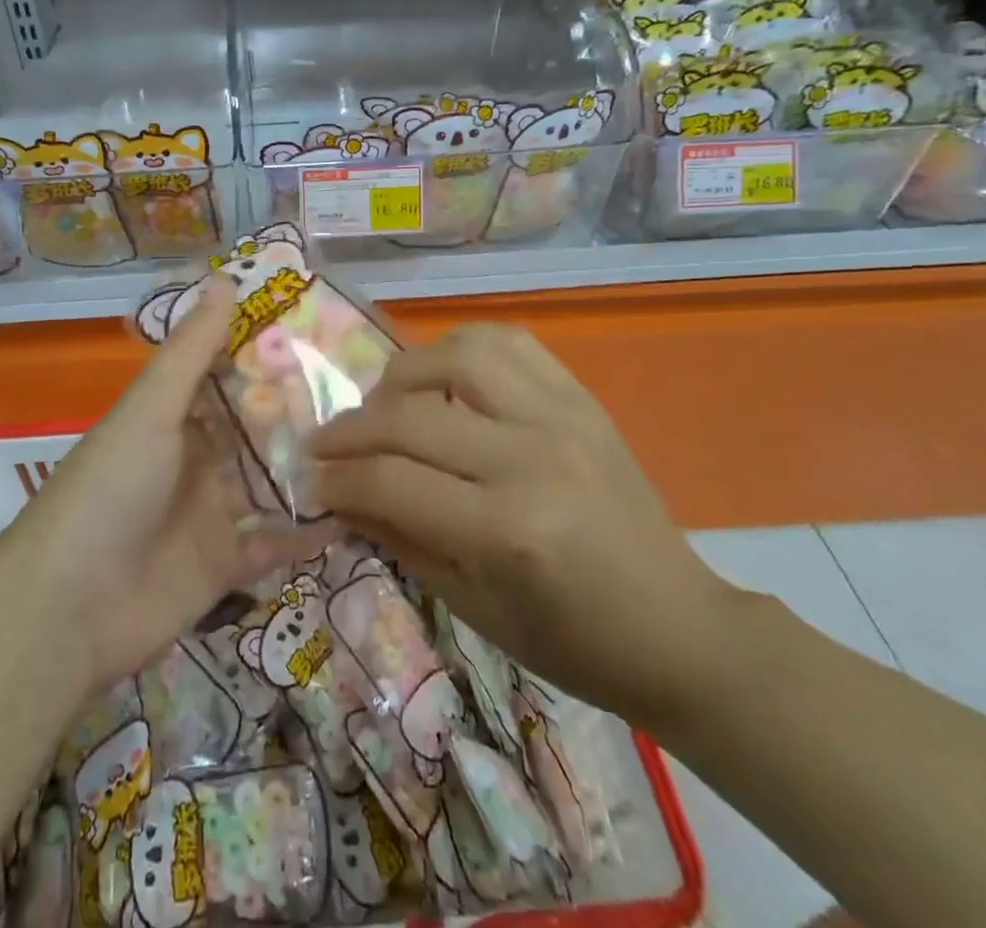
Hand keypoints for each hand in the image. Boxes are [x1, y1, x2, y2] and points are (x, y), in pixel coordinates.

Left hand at [9, 276, 331, 691]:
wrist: (68, 609)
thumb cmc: (109, 489)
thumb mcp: (150, 409)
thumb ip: (191, 350)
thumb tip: (225, 277)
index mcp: (174, 417)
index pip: (228, 374)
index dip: (269, 353)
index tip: (325, 331)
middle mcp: (196, 459)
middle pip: (257, 429)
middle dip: (303, 411)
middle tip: (368, 390)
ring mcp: (212, 513)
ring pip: (273, 482)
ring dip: (313, 468)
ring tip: (373, 444)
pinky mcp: (226, 565)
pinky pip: (277, 543)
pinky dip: (310, 532)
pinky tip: (358, 513)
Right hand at [308, 323, 738, 728]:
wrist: (677, 625)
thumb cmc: (571, 641)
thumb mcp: (472, 606)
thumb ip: (399, 537)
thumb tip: (338, 492)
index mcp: (509, 530)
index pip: (392, 481)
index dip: (338, 478)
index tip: (308, 478)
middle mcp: (532, 457)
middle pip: (412, 416)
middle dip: (351, 428)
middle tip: (324, 443)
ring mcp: (562, 416)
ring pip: (457, 355)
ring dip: (402, 374)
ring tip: (384, 403)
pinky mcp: (580, 397)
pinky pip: (508, 343)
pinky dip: (459, 347)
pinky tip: (441, 373)